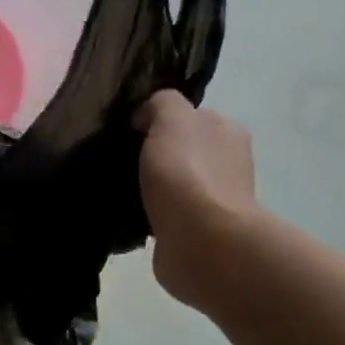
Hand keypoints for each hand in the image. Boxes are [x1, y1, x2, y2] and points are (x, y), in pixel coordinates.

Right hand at [133, 90, 259, 308]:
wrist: (202, 241)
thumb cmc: (188, 173)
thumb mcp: (171, 118)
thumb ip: (161, 104)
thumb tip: (146, 117)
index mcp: (226, 131)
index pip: (191, 116)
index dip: (159, 119)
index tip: (129, 130)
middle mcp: (227, 162)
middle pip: (182, 149)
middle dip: (155, 154)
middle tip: (120, 159)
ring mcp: (213, 199)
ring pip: (173, 183)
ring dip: (151, 187)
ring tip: (118, 188)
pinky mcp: (196, 231)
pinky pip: (166, 214)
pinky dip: (149, 214)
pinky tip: (129, 215)